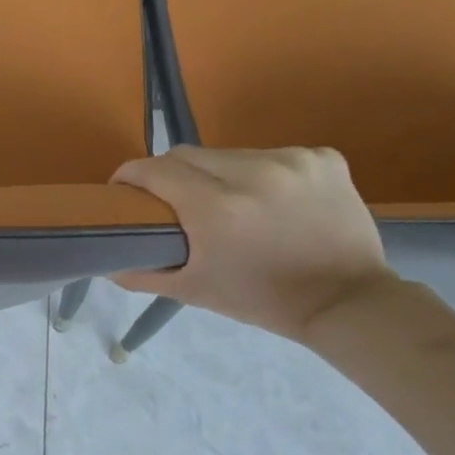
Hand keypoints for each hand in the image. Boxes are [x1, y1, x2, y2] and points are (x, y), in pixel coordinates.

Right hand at [111, 146, 393, 341]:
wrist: (346, 301)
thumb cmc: (262, 300)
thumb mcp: (195, 291)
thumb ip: (144, 274)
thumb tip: (109, 263)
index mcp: (216, 208)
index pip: (155, 169)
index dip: (130, 175)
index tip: (123, 189)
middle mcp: (253, 173)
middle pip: (188, 154)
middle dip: (171, 173)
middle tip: (171, 199)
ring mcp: (292, 160)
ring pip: (230, 153)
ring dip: (217, 173)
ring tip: (226, 202)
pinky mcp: (323, 157)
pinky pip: (273, 155)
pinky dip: (262, 173)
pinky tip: (271, 199)